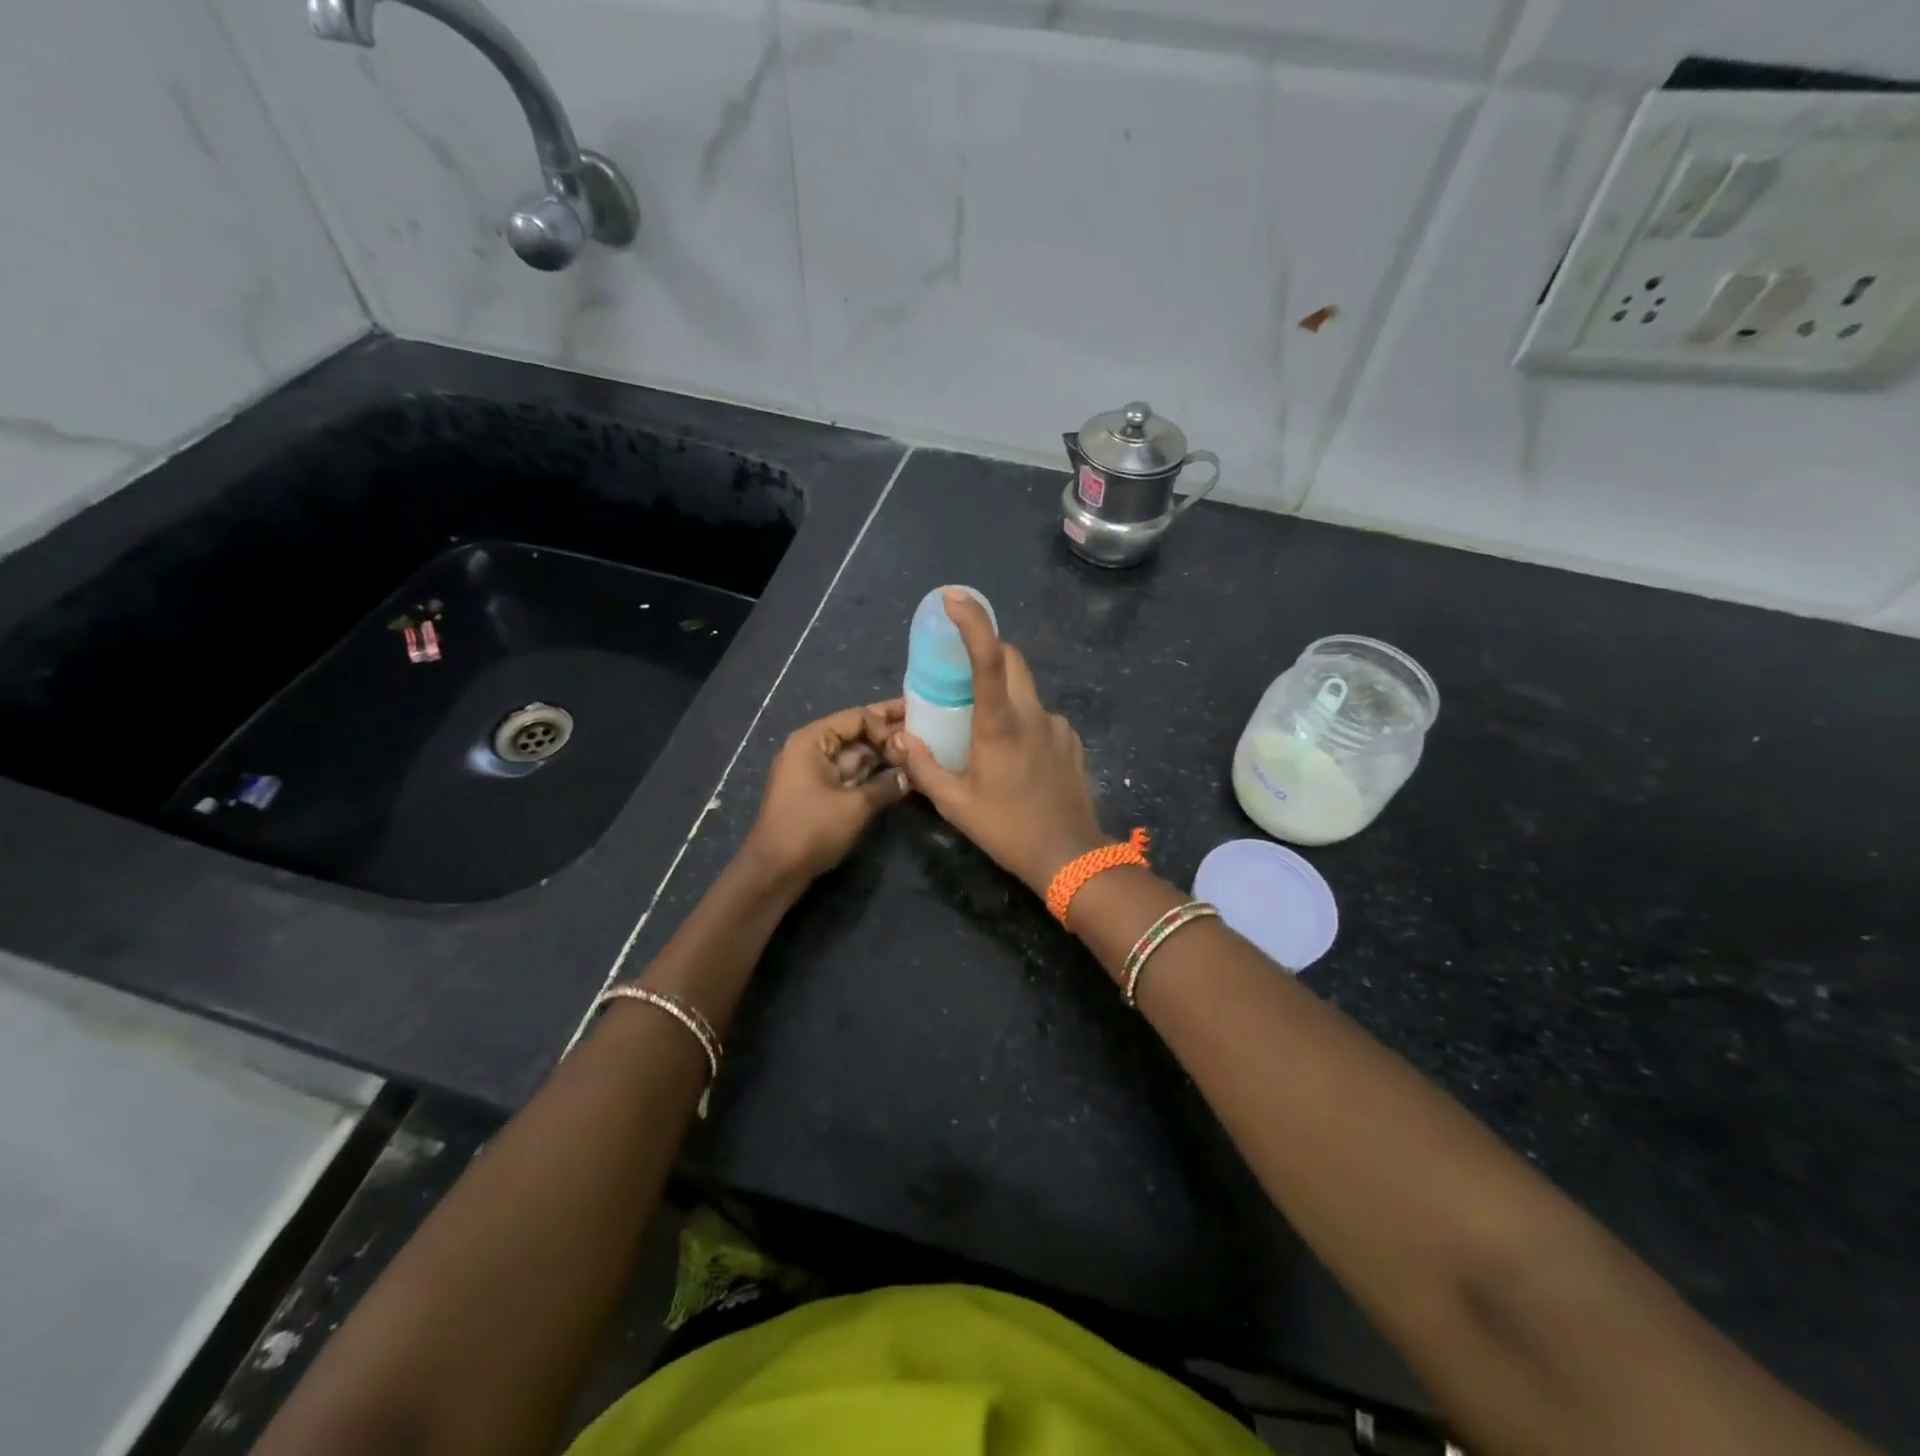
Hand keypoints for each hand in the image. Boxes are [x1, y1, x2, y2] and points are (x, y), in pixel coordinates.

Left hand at [744, 701, 910, 883]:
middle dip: (887, 731)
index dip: (886, 725)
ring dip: (882, 753)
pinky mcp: (818, 791)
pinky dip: (871, 772)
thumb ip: (887, 785)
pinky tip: (897, 772)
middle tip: (923, 724)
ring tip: (917, 748)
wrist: (775, 870)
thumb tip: (912, 774)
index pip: (857, 718)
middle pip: (855, 732)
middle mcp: (811, 748)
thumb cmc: (812, 830)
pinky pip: (849, 773)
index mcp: (812, 740)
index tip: (913, 740)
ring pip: (854, 754)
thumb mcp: (856, 806)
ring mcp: (813, 770)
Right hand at [890, 591, 1108, 895]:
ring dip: (1005, 696)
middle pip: (1013, 661)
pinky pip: (1042, 718)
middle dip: (988, 652)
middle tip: (962, 673)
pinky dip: (1024, 722)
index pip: (988, 657)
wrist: (1070, 858)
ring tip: (986, 732)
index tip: (954, 598)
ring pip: (1027, 692)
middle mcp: (1032, 714)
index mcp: (1000, 723)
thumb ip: (922, 767)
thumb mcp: (955, 803)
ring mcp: (1058, 726)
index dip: (972, 622)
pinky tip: (1016, 757)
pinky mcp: (1072, 742)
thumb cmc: (1007, 828)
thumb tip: (899, 739)